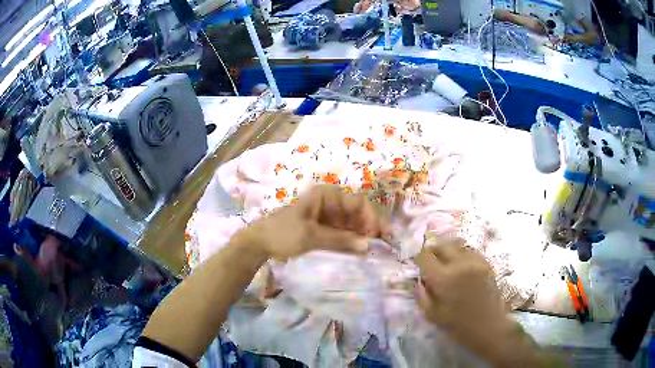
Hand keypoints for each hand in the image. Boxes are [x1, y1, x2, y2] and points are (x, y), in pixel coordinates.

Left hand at [236, 185, 390, 260]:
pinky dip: (352, 240)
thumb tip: (367, 245)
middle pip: (358, 212)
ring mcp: (327, 216)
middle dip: (370, 226)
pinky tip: (360, 250)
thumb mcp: (311, 236)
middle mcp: (330, 203)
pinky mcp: (324, 228)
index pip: (358, 202)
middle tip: (383, 244)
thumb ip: (340, 240)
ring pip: (352, 223)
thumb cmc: (283, 233)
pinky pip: (343, 232)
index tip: (381, 234)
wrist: (260, 242)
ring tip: (374, 250)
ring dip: (363, 235)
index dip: (372, 217)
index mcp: (327, 196)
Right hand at [414, 238, 513, 364]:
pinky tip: (461, 266)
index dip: (419, 259)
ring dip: (448, 251)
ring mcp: (475, 261)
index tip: (418, 265)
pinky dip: (461, 254)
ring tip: (446, 262)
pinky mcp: (486, 263)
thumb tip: (417, 282)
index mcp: (444, 278)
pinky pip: (470, 251)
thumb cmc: (458, 325)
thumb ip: (422, 296)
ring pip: (456, 245)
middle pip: (441, 245)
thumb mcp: (432, 315)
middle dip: (433, 251)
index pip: (425, 257)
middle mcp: (459, 264)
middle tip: (430, 262)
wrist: (488, 325)